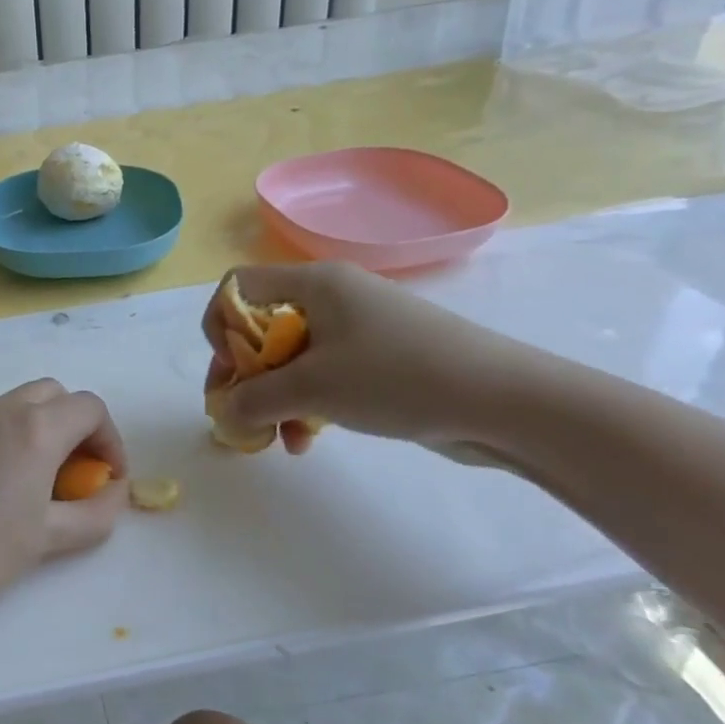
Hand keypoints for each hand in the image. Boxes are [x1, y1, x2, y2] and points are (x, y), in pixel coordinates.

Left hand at [0, 379, 127, 650]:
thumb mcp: (51, 538)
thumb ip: (96, 512)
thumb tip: (114, 491)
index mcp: (34, 427)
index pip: (89, 408)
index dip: (110, 440)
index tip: (109, 480)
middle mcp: (2, 409)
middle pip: (56, 395)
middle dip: (78, 426)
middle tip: (81, 474)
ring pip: (23, 403)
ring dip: (46, 428)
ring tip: (45, 483)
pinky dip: (16, 434)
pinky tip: (8, 484)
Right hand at [204, 263, 533, 449]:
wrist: (503, 401)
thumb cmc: (397, 376)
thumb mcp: (313, 388)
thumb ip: (254, 398)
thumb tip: (224, 413)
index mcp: (314, 283)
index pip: (238, 287)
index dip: (221, 325)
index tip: (231, 368)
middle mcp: (331, 297)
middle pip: (260, 326)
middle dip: (245, 373)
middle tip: (240, 413)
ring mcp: (357, 329)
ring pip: (289, 358)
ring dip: (274, 397)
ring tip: (277, 436)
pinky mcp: (376, 360)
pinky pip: (321, 376)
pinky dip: (305, 404)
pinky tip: (306, 440)